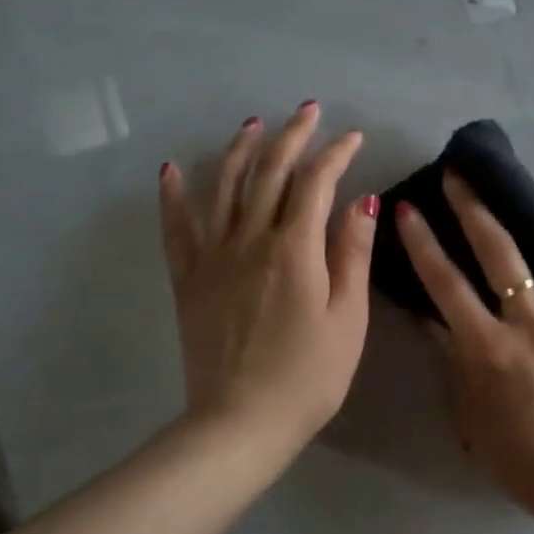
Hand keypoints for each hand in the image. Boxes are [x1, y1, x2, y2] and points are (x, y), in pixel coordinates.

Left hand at [159, 104, 376, 454]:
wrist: (240, 422)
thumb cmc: (309, 375)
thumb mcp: (348, 317)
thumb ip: (352, 255)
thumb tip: (362, 202)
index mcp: (295, 249)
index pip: (316, 183)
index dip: (335, 154)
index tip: (353, 138)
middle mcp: (251, 239)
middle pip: (269, 172)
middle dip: (291, 136)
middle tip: (307, 111)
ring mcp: (213, 257)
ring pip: (223, 187)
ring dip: (239, 150)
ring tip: (253, 125)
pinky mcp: (188, 279)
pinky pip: (177, 228)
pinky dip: (173, 196)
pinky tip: (171, 170)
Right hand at [396, 173, 533, 514]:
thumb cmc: (523, 459)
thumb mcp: (471, 414)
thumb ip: (456, 362)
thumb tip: (439, 322)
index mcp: (491, 347)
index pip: (445, 283)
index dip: (422, 243)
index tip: (408, 209)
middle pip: (500, 252)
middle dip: (474, 208)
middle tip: (462, 177)